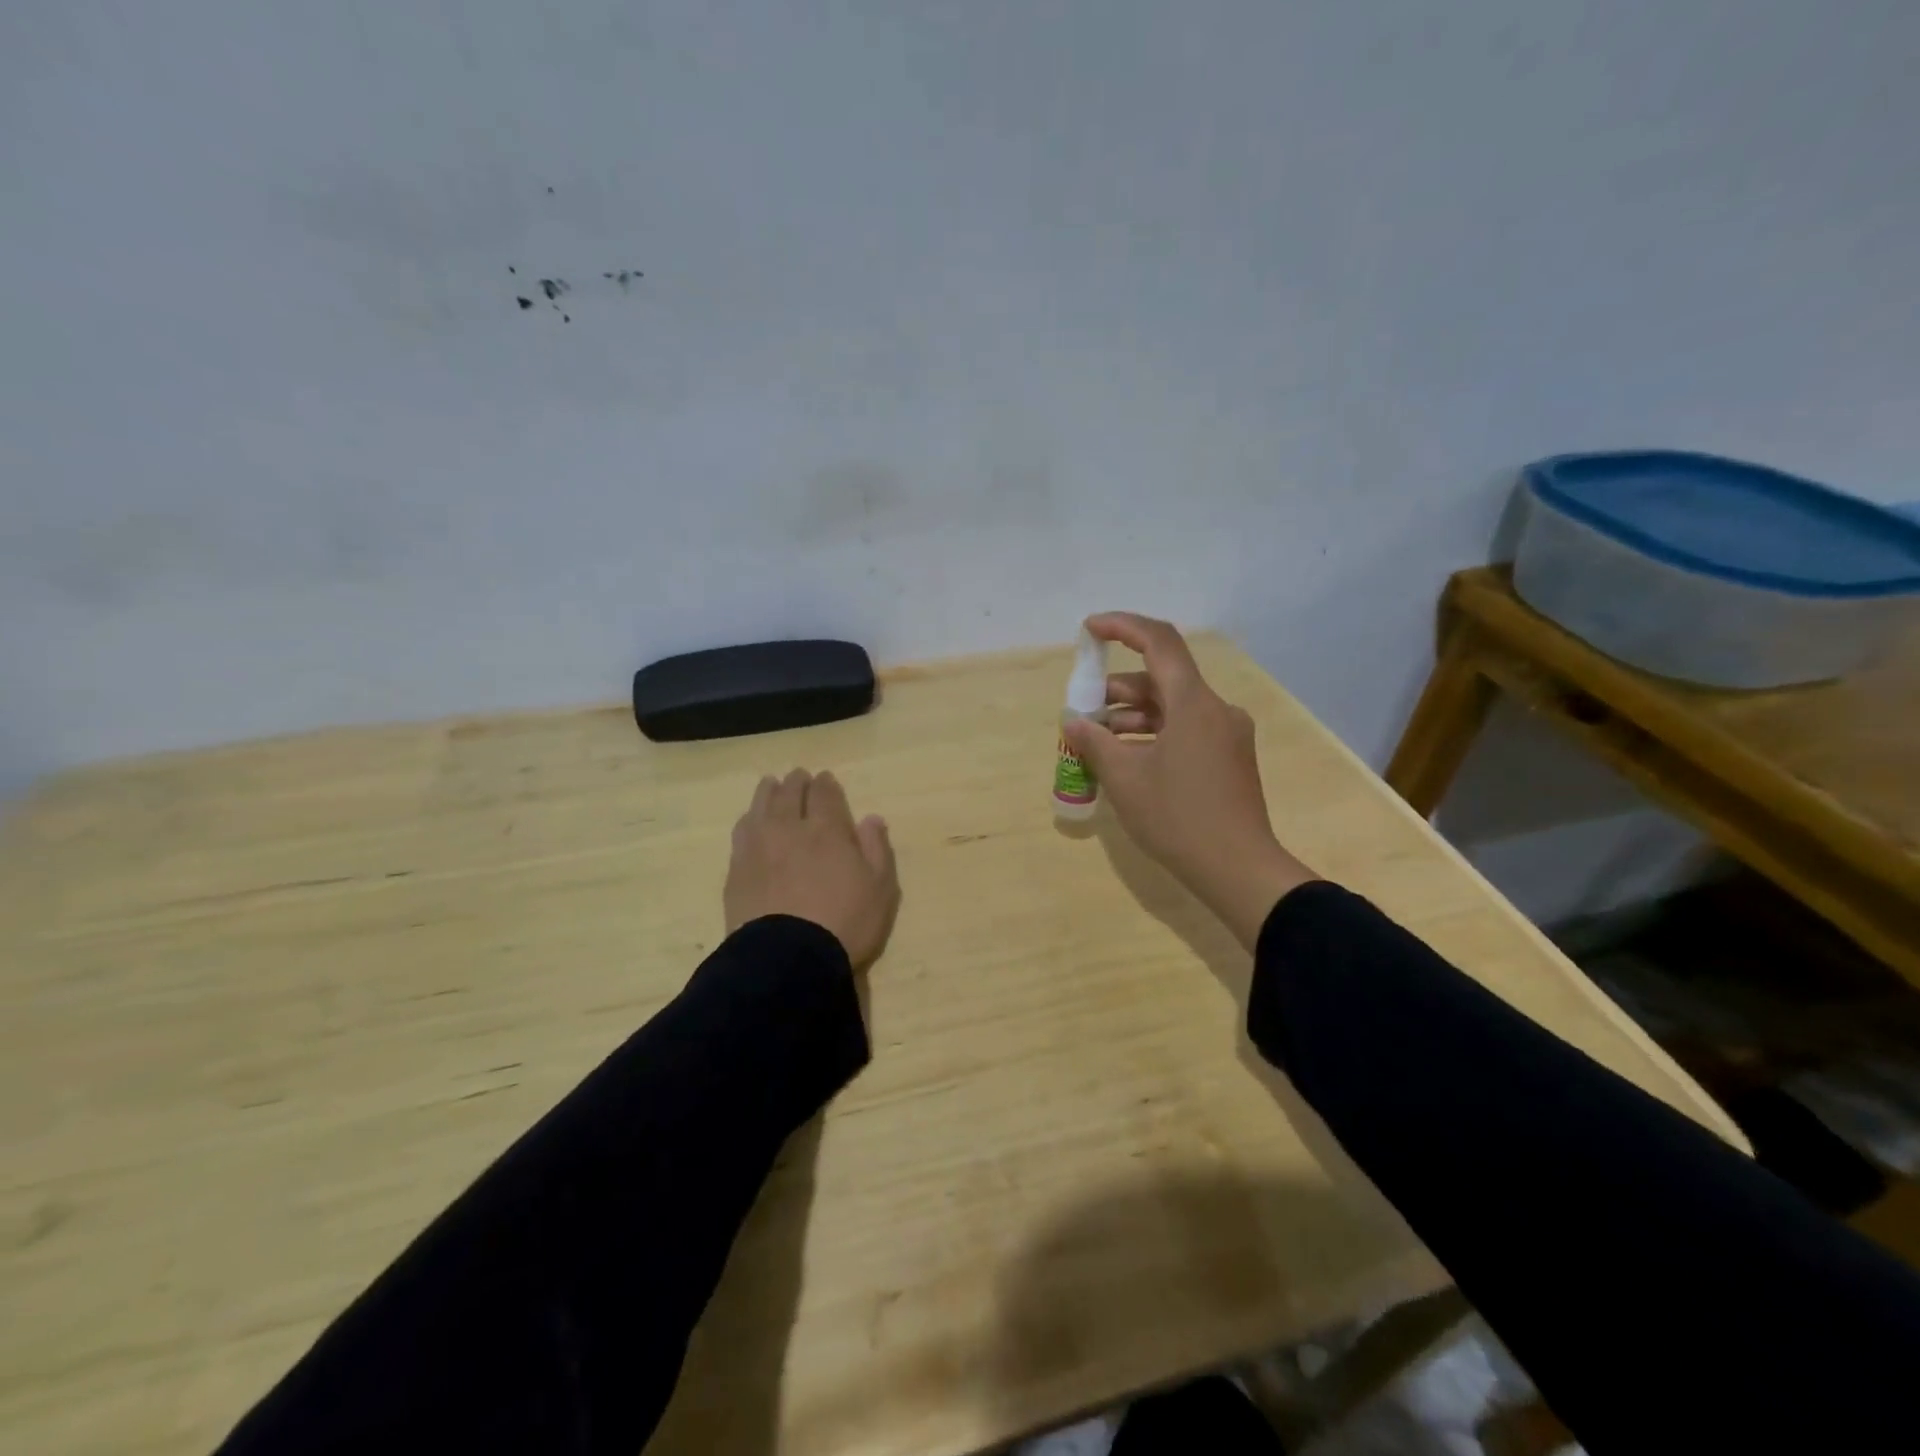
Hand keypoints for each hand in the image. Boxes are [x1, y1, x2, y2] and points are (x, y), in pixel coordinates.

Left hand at [725, 769, 900, 969]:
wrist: (787, 958)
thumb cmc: (844, 923)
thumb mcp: (880, 889)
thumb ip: (877, 849)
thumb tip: (872, 818)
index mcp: (827, 830)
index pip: (824, 795)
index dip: (825, 784)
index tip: (824, 779)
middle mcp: (789, 829)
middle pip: (789, 794)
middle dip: (796, 783)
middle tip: (798, 777)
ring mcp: (758, 847)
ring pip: (760, 807)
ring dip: (768, 792)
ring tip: (770, 785)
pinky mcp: (736, 870)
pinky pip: (741, 832)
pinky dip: (749, 819)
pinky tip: (750, 821)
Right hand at [1063, 613, 1314, 948]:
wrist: (1239, 870)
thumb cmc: (1178, 819)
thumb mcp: (1125, 779)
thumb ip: (1094, 742)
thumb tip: (1073, 722)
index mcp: (1194, 703)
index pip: (1159, 642)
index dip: (1122, 627)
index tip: (1089, 629)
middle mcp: (1215, 709)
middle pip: (1161, 680)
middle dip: (1116, 690)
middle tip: (1082, 712)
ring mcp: (1226, 734)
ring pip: (1172, 708)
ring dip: (1132, 716)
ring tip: (1097, 741)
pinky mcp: (1228, 757)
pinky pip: (1185, 730)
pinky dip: (1153, 734)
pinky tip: (1127, 759)